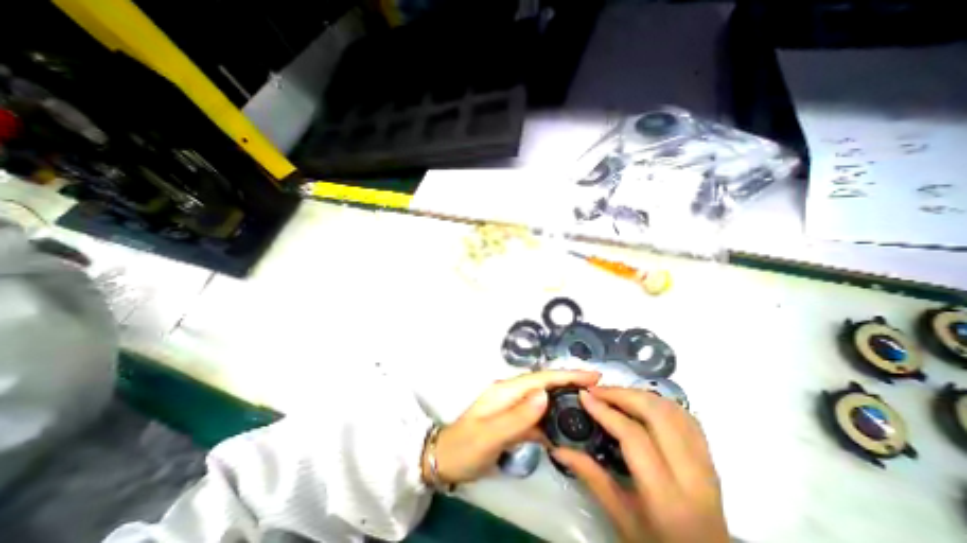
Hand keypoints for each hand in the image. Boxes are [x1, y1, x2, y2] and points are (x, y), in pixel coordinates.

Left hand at [426, 372, 602, 484]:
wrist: (446, 461)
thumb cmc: (466, 447)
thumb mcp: (491, 434)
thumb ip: (518, 416)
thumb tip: (546, 395)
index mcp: (506, 390)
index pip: (541, 378)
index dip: (567, 375)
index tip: (593, 376)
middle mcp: (511, 393)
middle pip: (545, 384)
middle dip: (570, 383)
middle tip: (598, 389)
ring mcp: (512, 406)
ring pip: (543, 399)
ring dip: (564, 400)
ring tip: (588, 405)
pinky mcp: (513, 420)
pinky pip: (537, 416)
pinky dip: (552, 418)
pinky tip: (565, 427)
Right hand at [551, 387, 723, 541]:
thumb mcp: (620, 516)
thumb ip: (590, 476)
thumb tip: (558, 448)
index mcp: (666, 496)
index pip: (633, 436)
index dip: (605, 411)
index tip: (583, 395)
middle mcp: (692, 475)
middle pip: (657, 414)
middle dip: (622, 394)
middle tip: (597, 391)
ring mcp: (706, 464)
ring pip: (673, 410)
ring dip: (640, 394)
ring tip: (615, 394)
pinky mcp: (710, 459)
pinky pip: (686, 418)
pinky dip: (660, 402)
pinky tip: (641, 403)